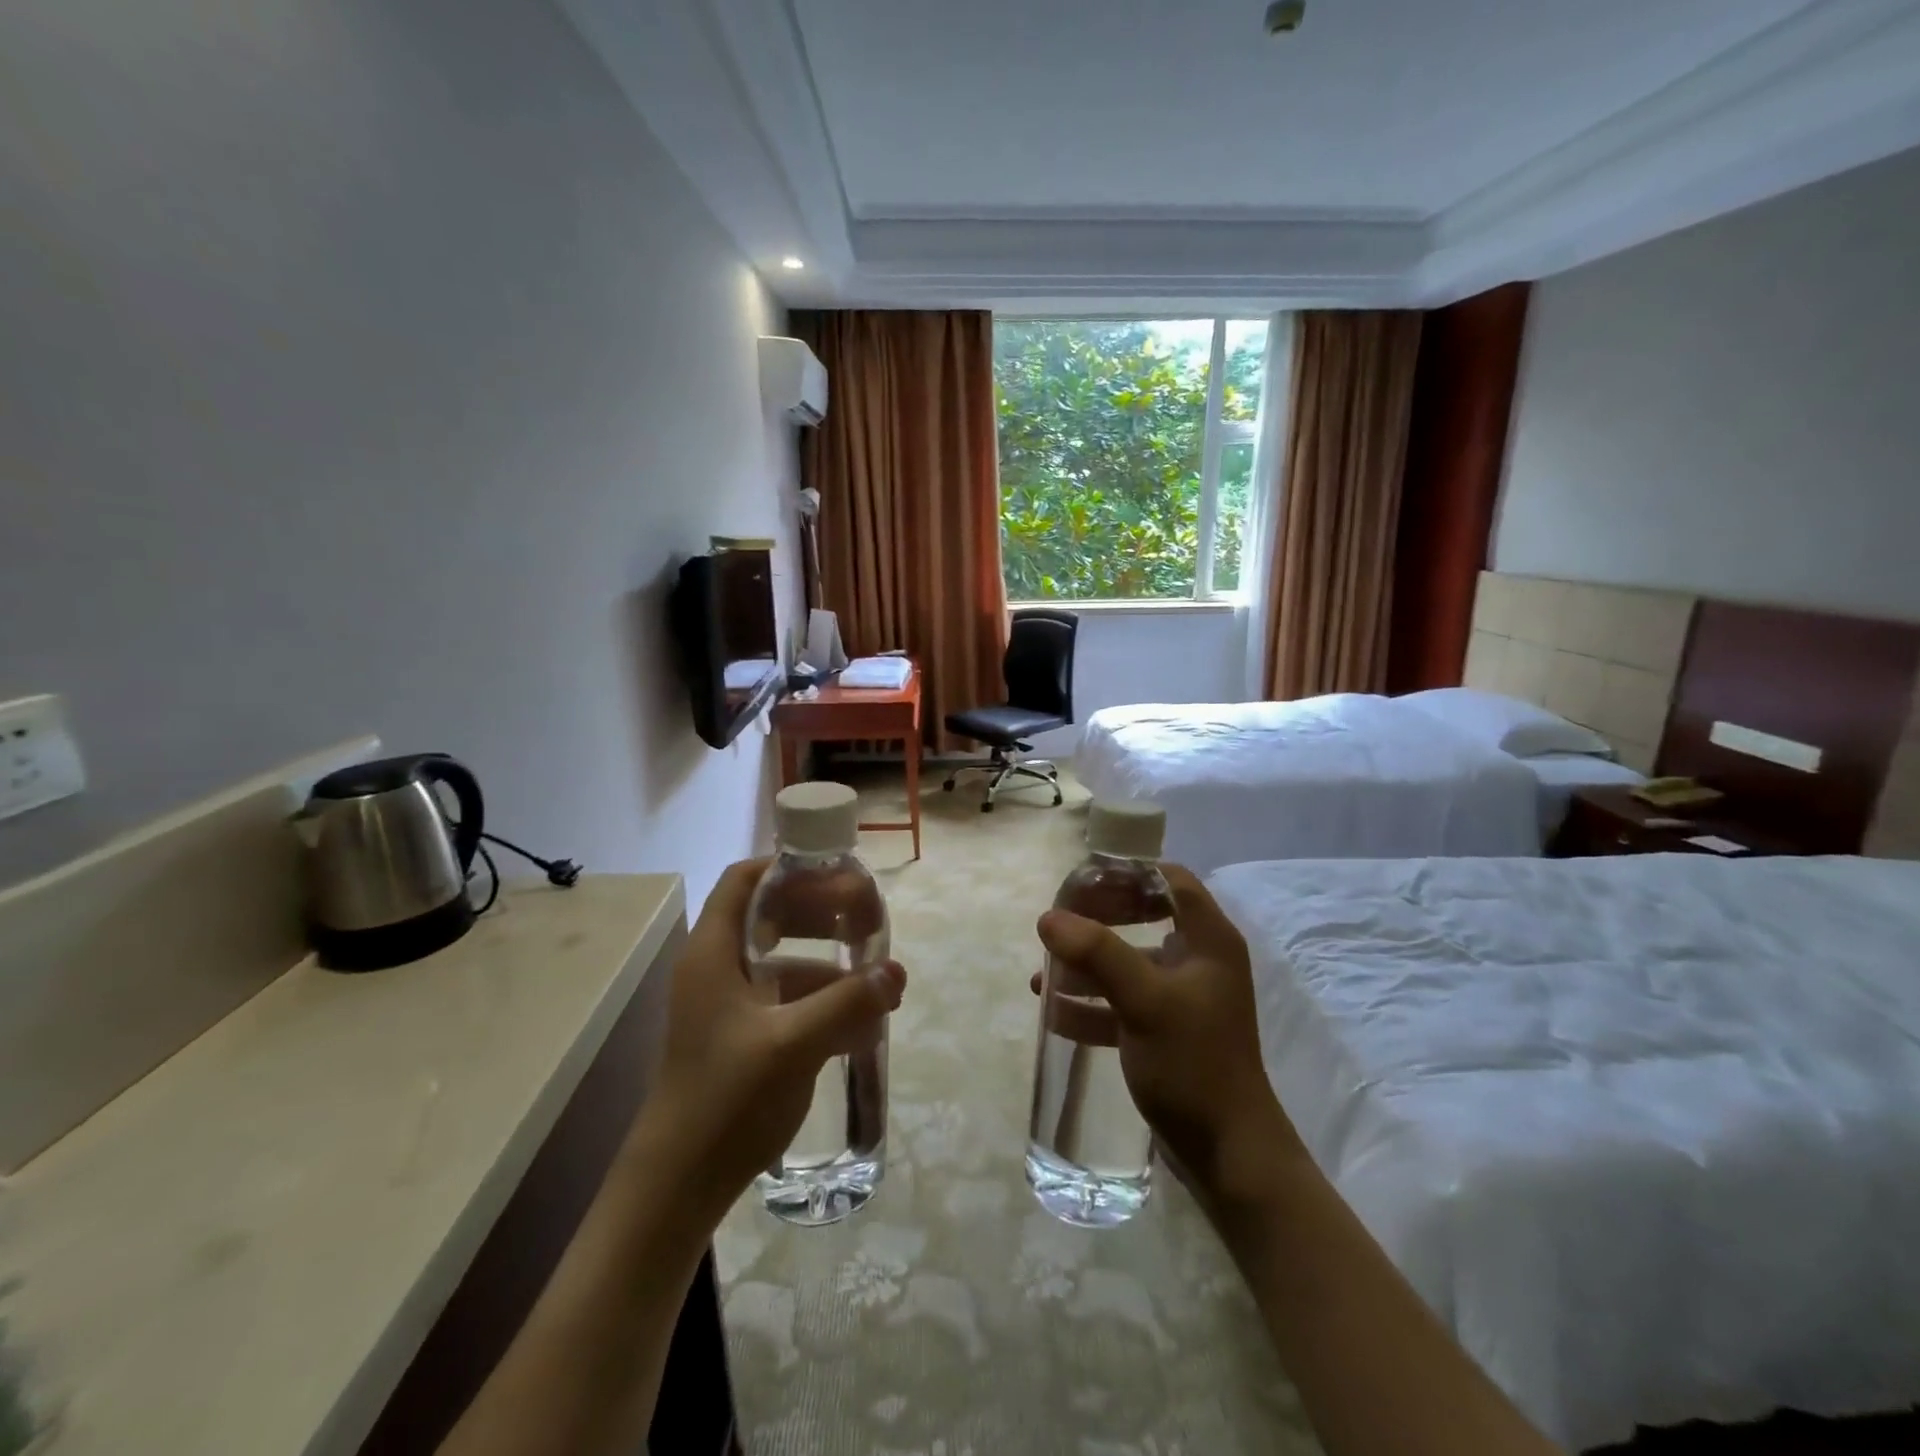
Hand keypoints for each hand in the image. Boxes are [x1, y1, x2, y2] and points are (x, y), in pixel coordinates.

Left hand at [644, 858, 905, 1220]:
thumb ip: (848, 1002)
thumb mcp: (793, 1043)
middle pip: (771, 917)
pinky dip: (823, 1001)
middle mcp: (718, 969)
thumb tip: (896, 971)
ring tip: (878, 980)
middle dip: (822, 914)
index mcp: (714, 953)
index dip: (789, 868)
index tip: (839, 874)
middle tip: (870, 921)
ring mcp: (729, 1006)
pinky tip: (861, 1024)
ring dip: (830, 965)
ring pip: (784, 962)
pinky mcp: (742, 1038)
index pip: (745, 881)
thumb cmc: (727, 1099)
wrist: (678, 1187)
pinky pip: (788, 1001)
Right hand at [1035, 865, 1301, 1206]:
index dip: (1127, 872)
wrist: (1229, 1155)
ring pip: (1130, 963)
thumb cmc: (1193, 1063)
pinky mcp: (1169, 1031)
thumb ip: (1097, 954)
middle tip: (1059, 924)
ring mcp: (1184, 998)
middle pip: (1145, 916)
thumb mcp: (1144, 1001)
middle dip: (1098, 919)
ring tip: (1044, 976)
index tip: (1082, 881)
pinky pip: (1125, 1003)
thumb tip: (1048, 917)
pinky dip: (1094, 1004)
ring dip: (1088, 966)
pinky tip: (1056, 1014)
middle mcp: (1200, 960)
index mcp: (1209, 940)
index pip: (1169, 879)